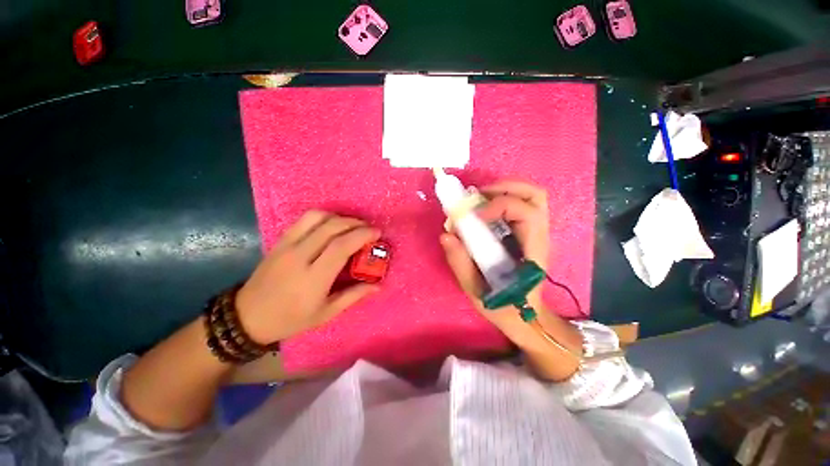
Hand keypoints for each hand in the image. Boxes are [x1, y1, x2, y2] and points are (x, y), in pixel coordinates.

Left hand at [235, 211, 380, 344]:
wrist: (247, 317)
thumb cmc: (290, 319)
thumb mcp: (326, 313)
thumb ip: (354, 296)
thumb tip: (378, 285)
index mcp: (313, 278)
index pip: (341, 246)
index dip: (362, 235)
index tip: (377, 233)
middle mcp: (299, 256)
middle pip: (331, 227)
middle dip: (355, 223)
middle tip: (369, 228)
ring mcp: (287, 245)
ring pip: (316, 217)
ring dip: (339, 217)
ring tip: (351, 226)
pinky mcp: (279, 241)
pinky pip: (304, 220)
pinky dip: (323, 217)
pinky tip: (332, 226)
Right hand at [440, 180, 549, 332]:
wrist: (525, 316)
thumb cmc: (503, 307)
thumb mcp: (477, 291)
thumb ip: (460, 263)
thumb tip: (446, 234)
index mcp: (532, 253)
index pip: (527, 214)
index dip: (499, 206)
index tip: (474, 215)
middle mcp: (539, 237)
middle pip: (535, 196)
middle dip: (504, 187)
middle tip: (477, 196)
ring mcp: (536, 233)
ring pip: (531, 196)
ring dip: (504, 189)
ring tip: (479, 200)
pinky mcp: (528, 233)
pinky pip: (521, 204)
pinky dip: (502, 198)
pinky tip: (484, 210)